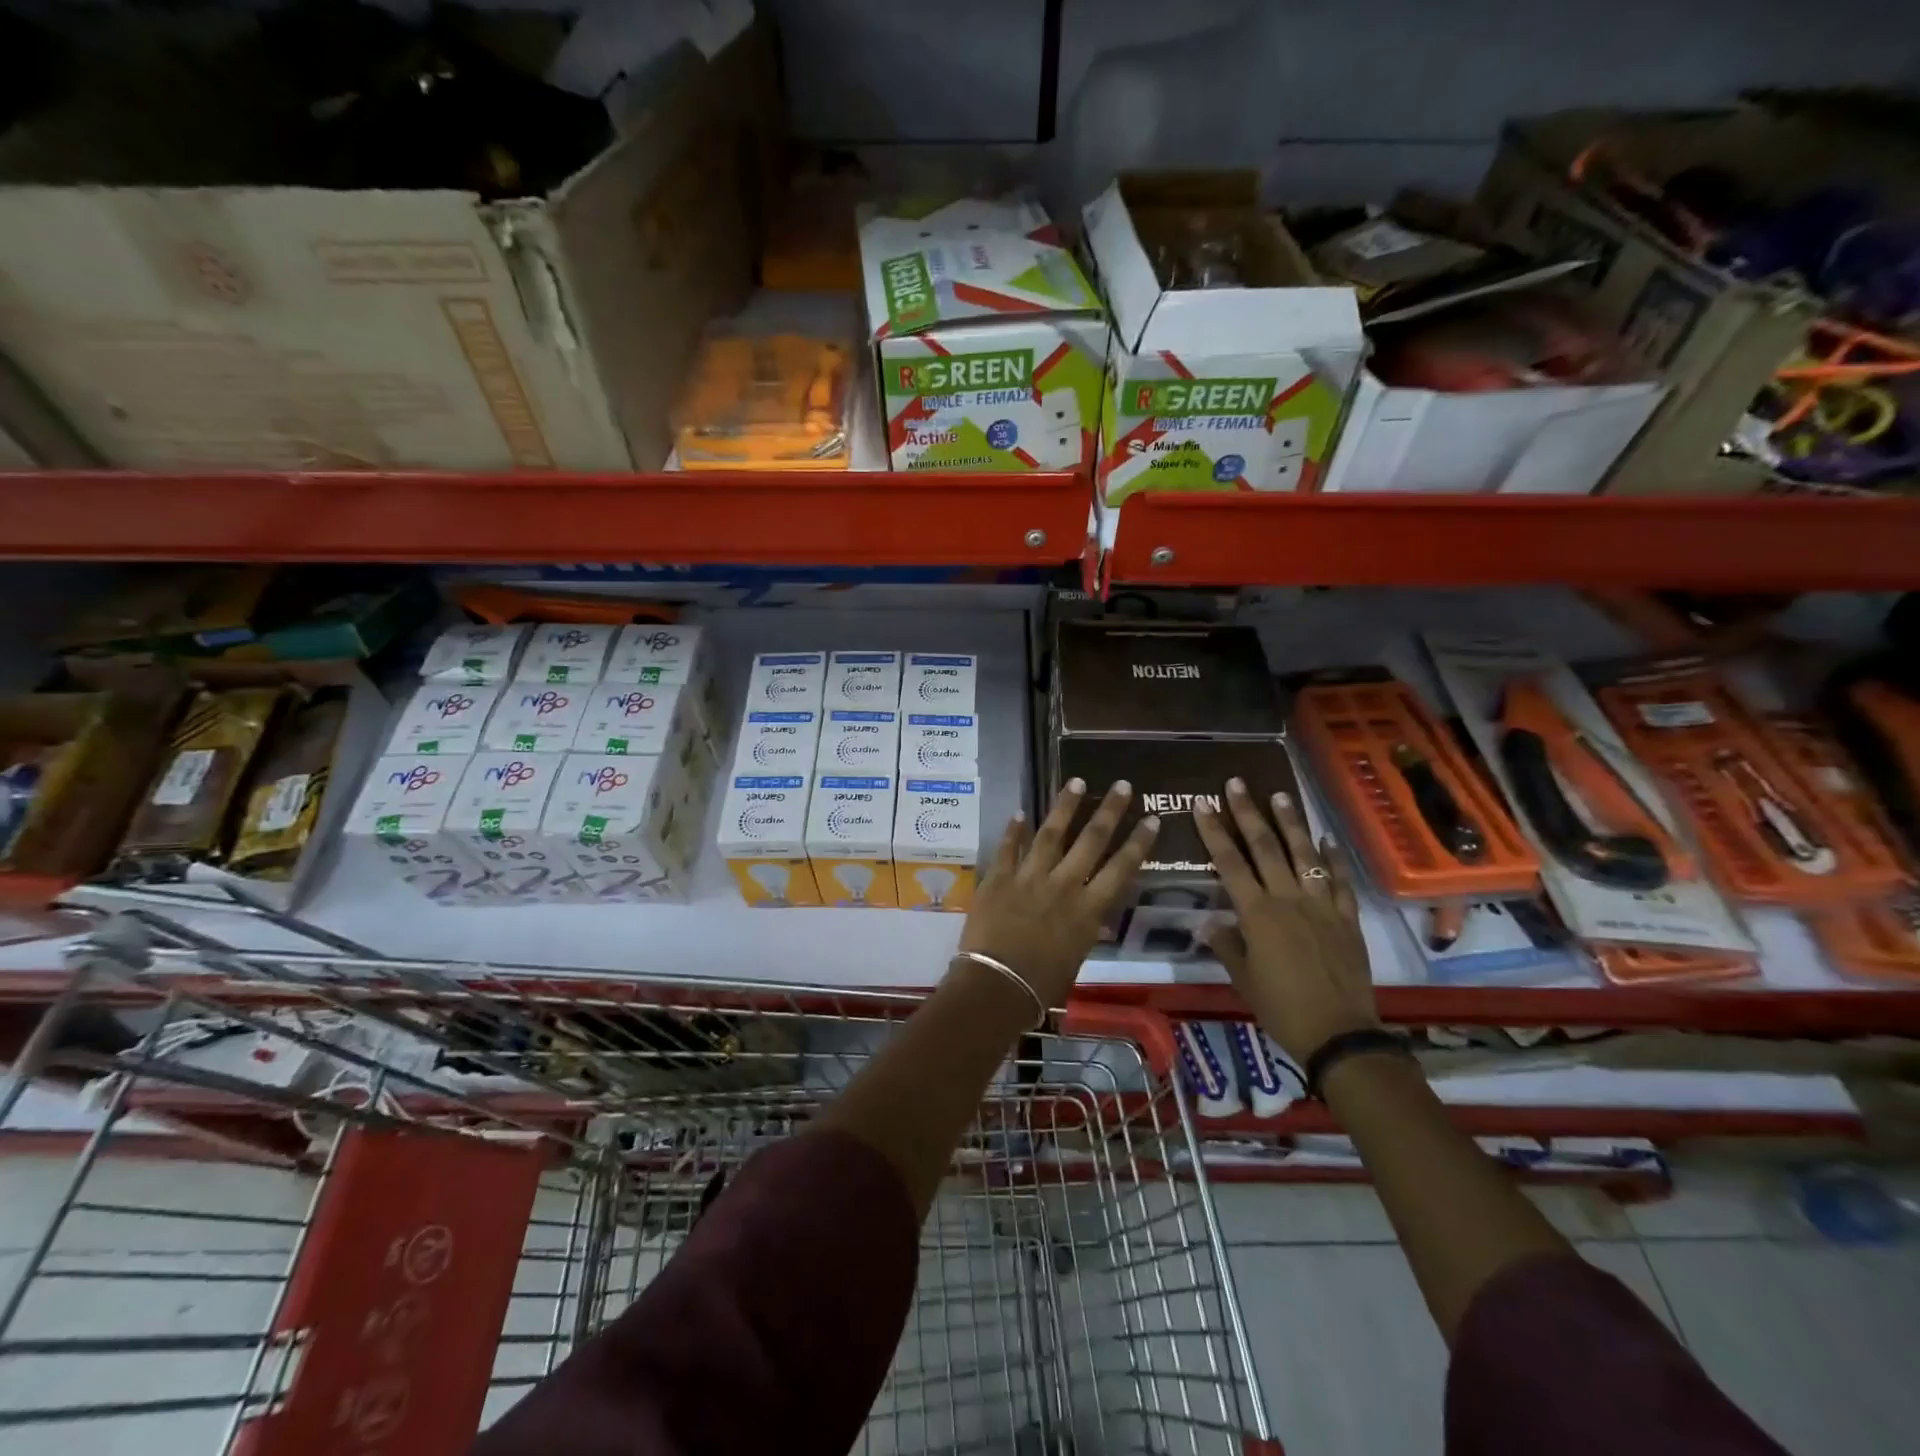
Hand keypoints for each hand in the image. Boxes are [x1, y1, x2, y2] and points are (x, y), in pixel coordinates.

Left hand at [958, 780, 1158, 1007]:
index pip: (1121, 869)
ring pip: (1051, 833)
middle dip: (1109, 811)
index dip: (1138, 843)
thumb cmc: (1042, 986)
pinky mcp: (999, 878)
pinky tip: (1020, 811)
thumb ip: (1085, 933)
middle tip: (1121, 785)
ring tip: (1076, 781)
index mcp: (1088, 910)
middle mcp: (1063, 885)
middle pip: (1091, 840)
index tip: (1152, 819)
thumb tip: (1094, 921)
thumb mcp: (1076, 960)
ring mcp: (1029, 877)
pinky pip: (1008, 847)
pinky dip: (1013, 829)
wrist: (997, 986)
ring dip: (1065, 806)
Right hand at [1193, 778, 1377, 1064]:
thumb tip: (1210, 922)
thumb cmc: (1282, 1008)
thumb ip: (1227, 945)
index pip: (1229, 862)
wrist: (1340, 1033)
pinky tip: (1325, 839)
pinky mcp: (1346, 917)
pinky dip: (1332, 857)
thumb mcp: (1243, 979)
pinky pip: (1339, 880)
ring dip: (1290, 823)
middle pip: (1265, 847)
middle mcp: (1288, 899)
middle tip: (1237, 784)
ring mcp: (1321, 905)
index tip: (1202, 803)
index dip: (1214, 831)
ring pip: (1303, 854)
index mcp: (1257, 913)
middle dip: (1248, 813)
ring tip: (1279, 795)